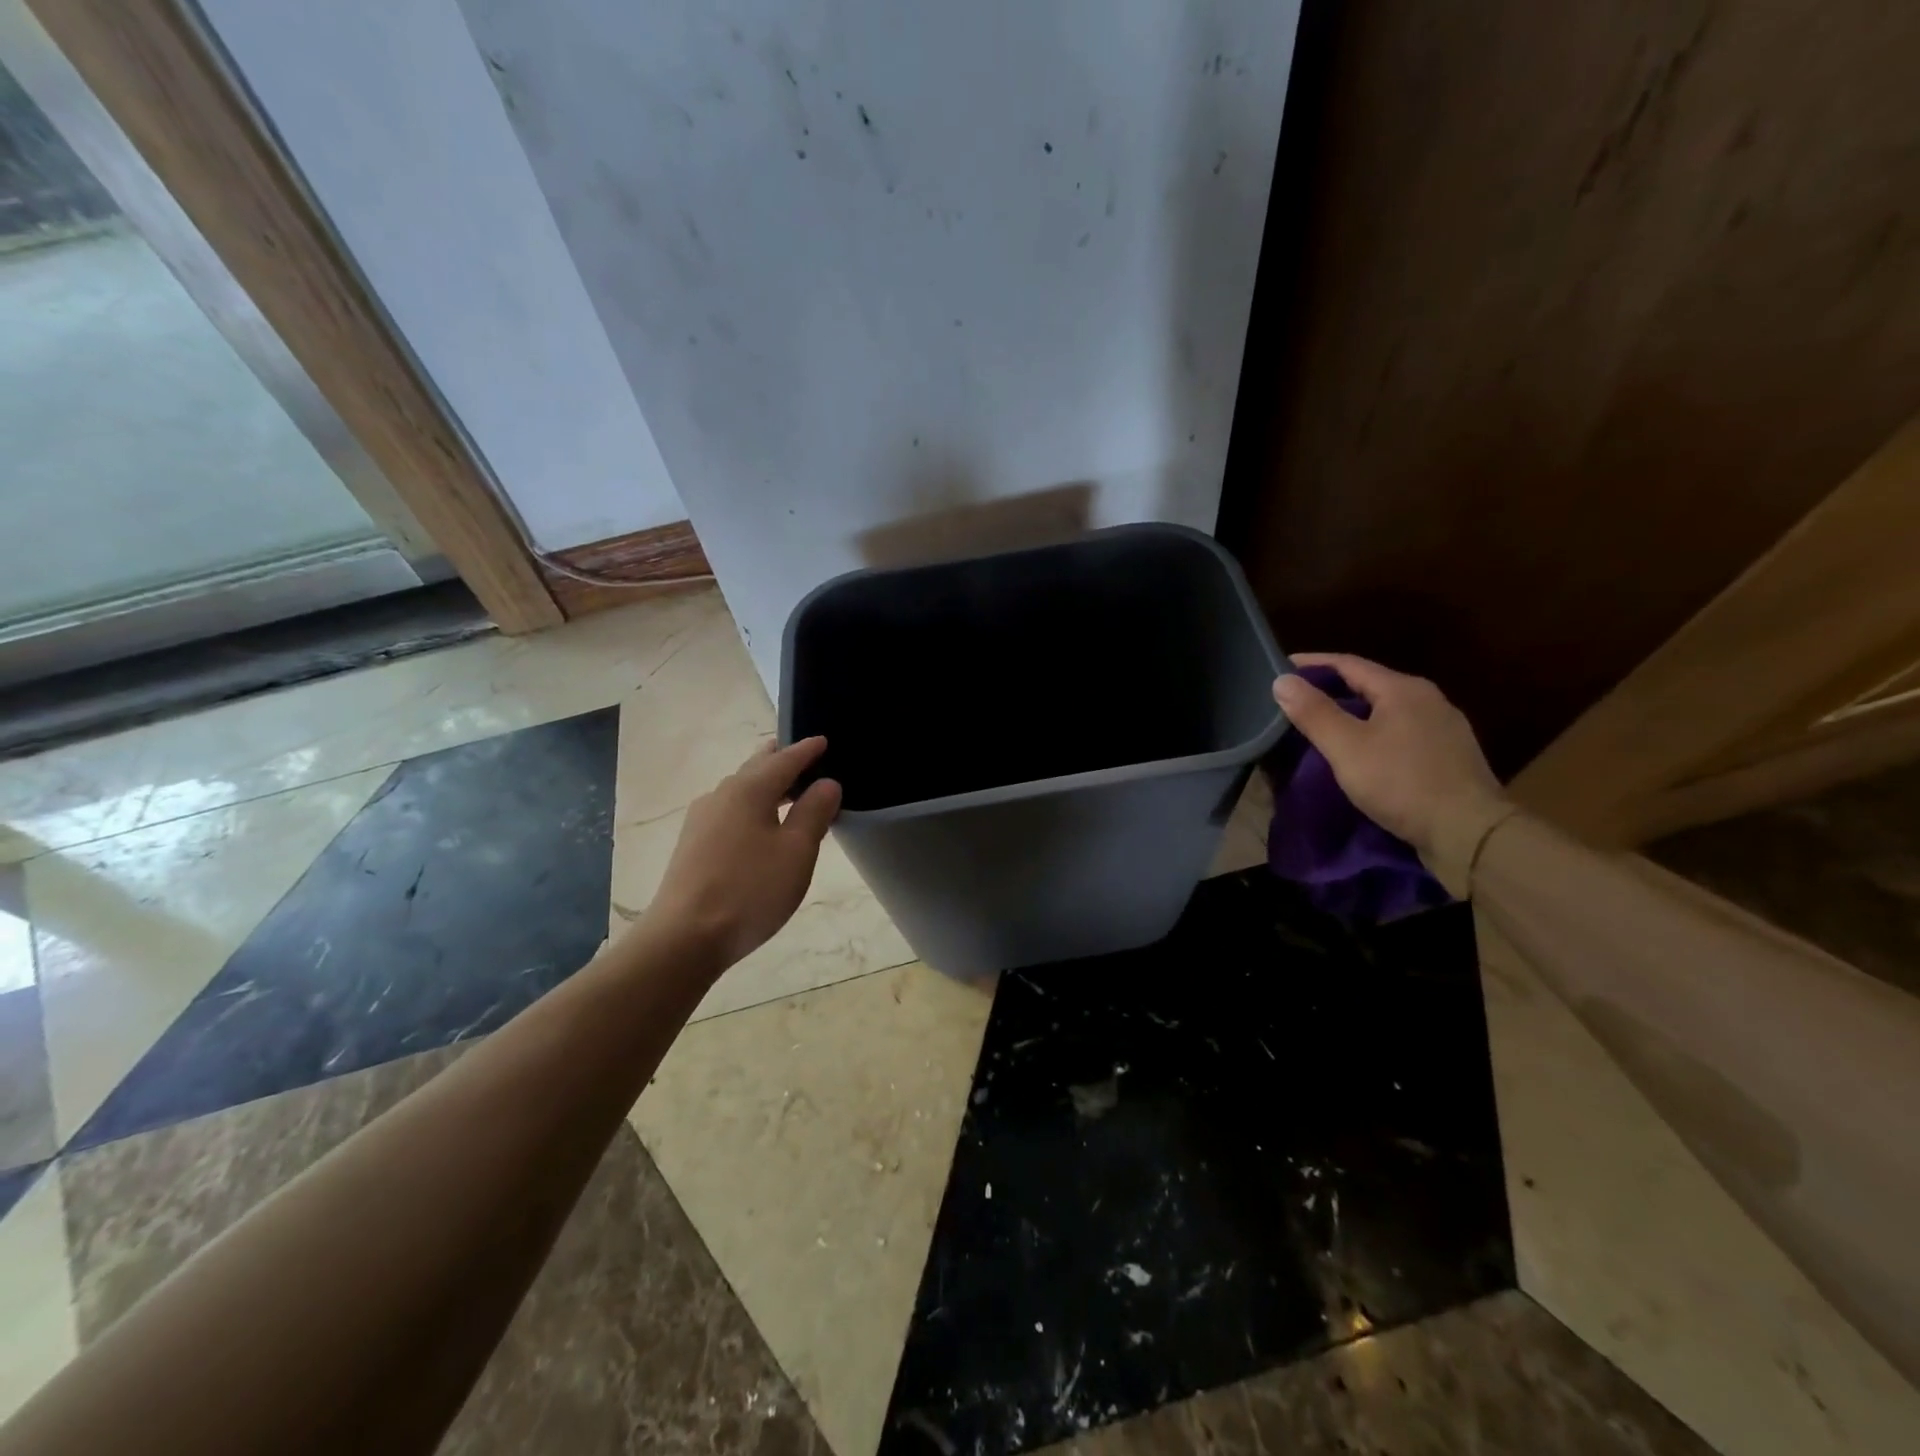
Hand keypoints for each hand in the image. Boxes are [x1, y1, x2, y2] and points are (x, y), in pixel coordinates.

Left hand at [644, 737, 842, 968]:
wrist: (684, 937)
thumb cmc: (750, 890)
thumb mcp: (796, 851)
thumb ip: (814, 812)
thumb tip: (826, 783)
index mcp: (749, 789)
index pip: (784, 759)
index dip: (807, 750)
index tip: (824, 740)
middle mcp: (721, 795)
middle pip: (757, 767)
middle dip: (782, 760)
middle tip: (807, 759)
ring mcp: (702, 819)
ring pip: (741, 789)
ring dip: (767, 786)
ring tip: (790, 793)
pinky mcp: (693, 844)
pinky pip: (730, 811)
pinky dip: (752, 806)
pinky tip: (761, 826)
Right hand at [1273, 654, 1512, 895]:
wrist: (1469, 832)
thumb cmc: (1402, 783)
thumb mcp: (1347, 748)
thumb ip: (1314, 713)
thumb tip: (1282, 680)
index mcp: (1403, 689)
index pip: (1348, 663)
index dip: (1312, 664)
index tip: (1280, 668)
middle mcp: (1428, 699)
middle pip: (1370, 684)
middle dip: (1331, 688)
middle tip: (1296, 698)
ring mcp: (1444, 727)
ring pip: (1387, 709)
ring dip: (1354, 711)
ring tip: (1323, 724)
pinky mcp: (1449, 754)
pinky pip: (1402, 731)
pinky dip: (1374, 731)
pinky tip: (1362, 749)